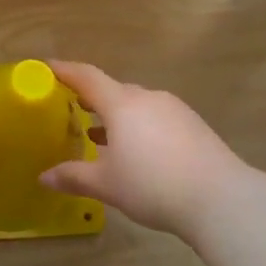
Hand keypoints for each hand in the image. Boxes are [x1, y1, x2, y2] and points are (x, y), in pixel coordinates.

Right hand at [38, 61, 241, 239]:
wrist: (220, 198)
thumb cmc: (153, 185)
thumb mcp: (106, 185)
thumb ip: (73, 177)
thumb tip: (44, 178)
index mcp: (122, 104)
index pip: (87, 77)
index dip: (65, 71)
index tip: (47, 66)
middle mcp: (147, 98)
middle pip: (113, 90)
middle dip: (91, 98)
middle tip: (72, 110)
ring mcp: (174, 109)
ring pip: (137, 105)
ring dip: (117, 116)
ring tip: (101, 136)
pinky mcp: (193, 125)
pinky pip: (156, 117)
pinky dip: (139, 127)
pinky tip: (137, 151)